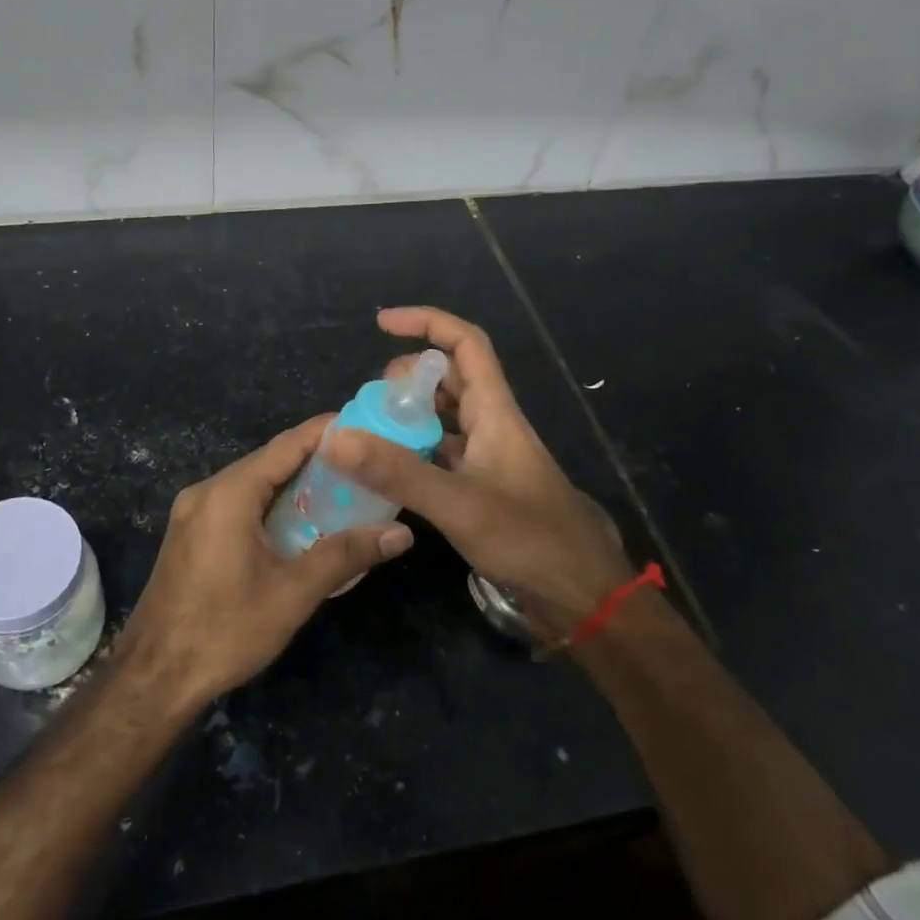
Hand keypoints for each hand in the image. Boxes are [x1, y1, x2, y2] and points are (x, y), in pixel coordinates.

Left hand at [116, 414, 414, 709]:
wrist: (154, 677)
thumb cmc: (224, 631)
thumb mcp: (292, 594)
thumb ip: (345, 556)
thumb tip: (401, 534)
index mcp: (228, 494)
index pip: (285, 446)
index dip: (325, 432)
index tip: (364, 426)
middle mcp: (206, 491)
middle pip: (267, 461)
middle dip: (313, 459)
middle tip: (361, 463)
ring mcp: (192, 512)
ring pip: (251, 482)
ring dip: (291, 483)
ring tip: (339, 489)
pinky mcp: (188, 533)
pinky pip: (235, 502)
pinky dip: (268, 502)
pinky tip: (296, 520)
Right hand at [323, 307, 633, 634]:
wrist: (583, 597)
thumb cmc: (531, 540)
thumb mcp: (459, 504)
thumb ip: (398, 472)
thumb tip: (336, 437)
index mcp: (496, 412)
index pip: (465, 344)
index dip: (426, 323)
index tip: (382, 324)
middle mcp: (492, 425)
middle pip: (449, 378)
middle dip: (407, 378)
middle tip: (370, 402)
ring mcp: (488, 458)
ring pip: (444, 418)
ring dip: (408, 417)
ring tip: (369, 434)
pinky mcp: (483, 488)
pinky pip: (441, 454)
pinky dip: (414, 453)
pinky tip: (387, 474)